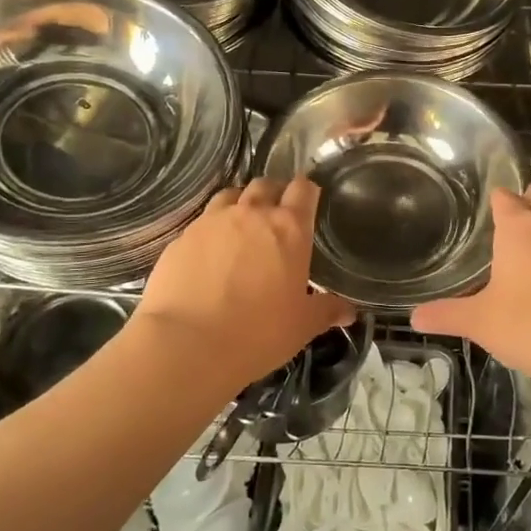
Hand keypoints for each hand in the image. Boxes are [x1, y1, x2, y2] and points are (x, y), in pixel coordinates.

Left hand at [133, 177, 355, 393]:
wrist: (186, 345)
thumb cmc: (258, 333)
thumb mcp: (302, 326)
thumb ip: (327, 311)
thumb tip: (348, 312)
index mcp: (288, 228)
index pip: (303, 189)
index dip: (308, 191)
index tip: (310, 201)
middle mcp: (250, 214)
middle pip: (265, 185)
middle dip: (274, 193)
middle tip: (277, 216)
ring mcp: (211, 222)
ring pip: (229, 195)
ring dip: (240, 204)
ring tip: (243, 228)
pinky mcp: (181, 238)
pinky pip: (202, 223)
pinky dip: (212, 230)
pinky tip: (211, 254)